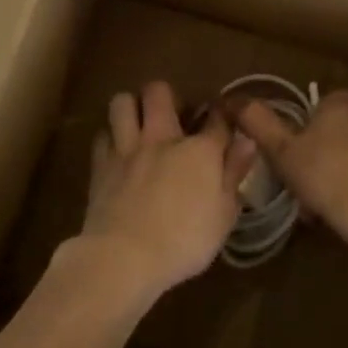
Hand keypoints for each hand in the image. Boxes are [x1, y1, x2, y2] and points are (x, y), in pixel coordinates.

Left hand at [80, 81, 255, 296]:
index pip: (217, 118)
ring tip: (138, 124)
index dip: (223, 114)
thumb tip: (246, 142)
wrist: (125, 256)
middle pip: (158, 91)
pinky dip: (109, 139)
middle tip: (171, 115)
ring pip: (122, 102)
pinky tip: (116, 152)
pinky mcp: (100, 164)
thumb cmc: (184, 242)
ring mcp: (127, 148)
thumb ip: (234, 174)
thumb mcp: (224, 215)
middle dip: (166, 95)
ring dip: (130, 107)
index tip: (224, 118)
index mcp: (199, 151)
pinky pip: (102, 135)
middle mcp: (162, 138)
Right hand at [231, 89, 347, 256]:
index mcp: (342, 99)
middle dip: (318, 151)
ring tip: (319, 201)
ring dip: (336, 168)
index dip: (299, 132)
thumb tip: (234, 100)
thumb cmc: (326, 176)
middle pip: (334, 128)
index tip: (289, 158)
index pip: (314, 106)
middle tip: (301, 181)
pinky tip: (343, 207)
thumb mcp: (282, 151)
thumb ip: (258, 122)